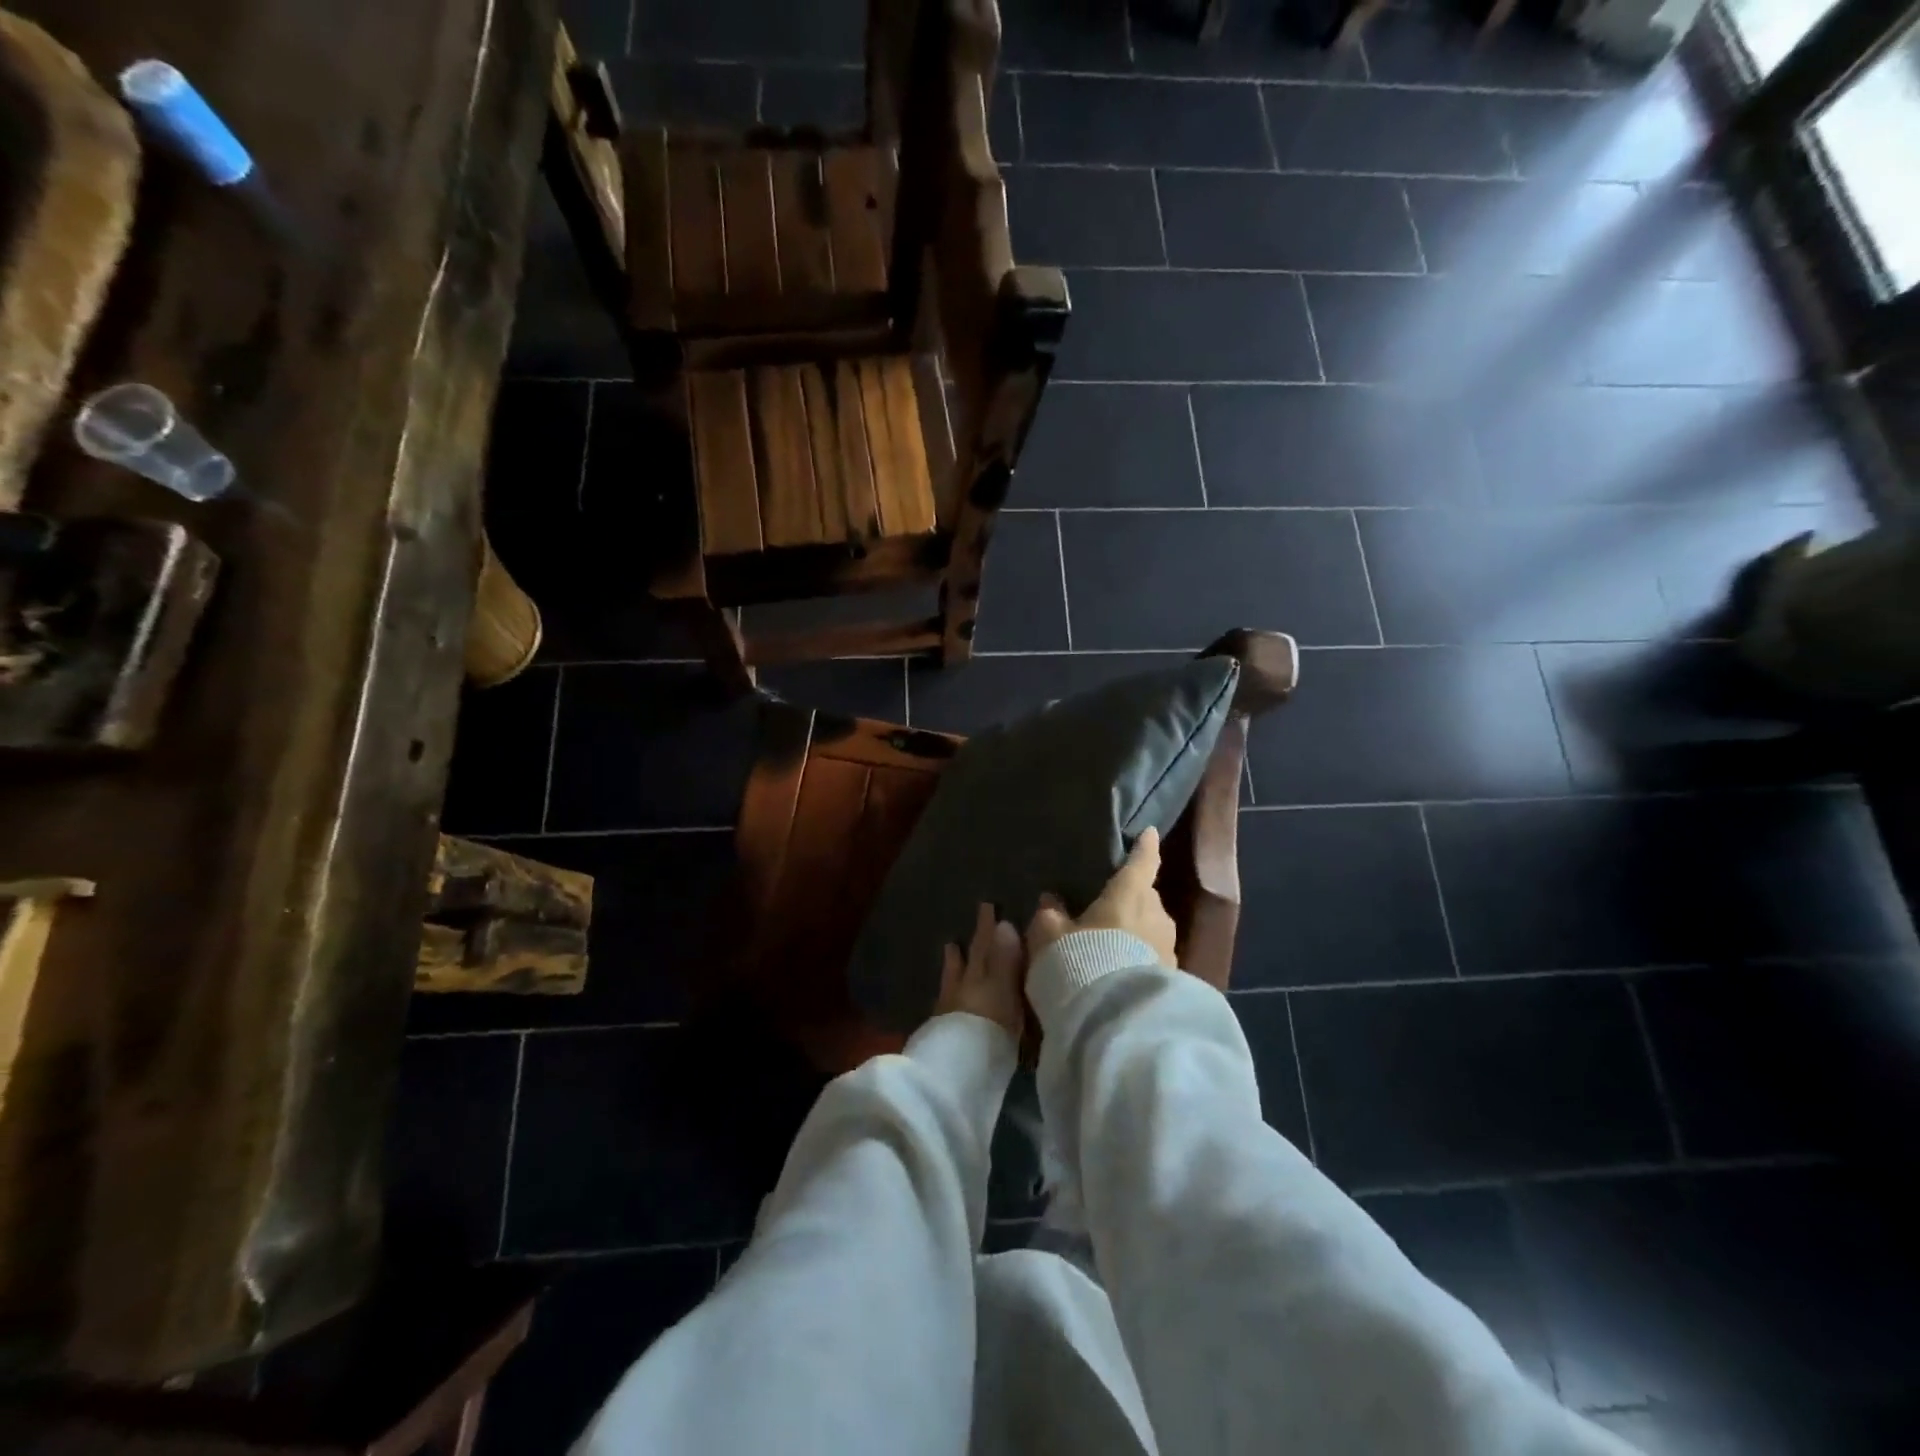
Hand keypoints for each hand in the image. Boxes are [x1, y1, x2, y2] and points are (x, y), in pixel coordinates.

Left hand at [934, 903, 1027, 1040]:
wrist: (957, 1070)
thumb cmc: (991, 1028)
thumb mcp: (1005, 991)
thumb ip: (1005, 959)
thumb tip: (1006, 924)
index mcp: (983, 975)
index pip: (988, 946)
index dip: (989, 927)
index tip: (989, 906)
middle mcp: (964, 987)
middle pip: (971, 958)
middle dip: (976, 939)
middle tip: (975, 918)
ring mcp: (950, 1008)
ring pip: (953, 976)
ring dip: (955, 961)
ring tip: (951, 944)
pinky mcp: (943, 1031)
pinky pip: (945, 1000)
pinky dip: (947, 990)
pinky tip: (944, 992)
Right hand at [1025, 827, 1178, 970]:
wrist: (1116, 1019)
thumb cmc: (1080, 960)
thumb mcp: (1049, 935)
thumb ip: (1050, 913)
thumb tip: (1051, 900)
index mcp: (1130, 893)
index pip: (1142, 861)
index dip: (1144, 847)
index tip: (1149, 833)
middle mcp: (1156, 914)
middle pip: (1145, 898)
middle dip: (1129, 900)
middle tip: (1105, 909)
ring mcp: (1169, 948)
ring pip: (1150, 929)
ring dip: (1133, 933)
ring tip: (1108, 947)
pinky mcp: (1173, 979)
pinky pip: (1152, 959)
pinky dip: (1137, 960)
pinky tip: (1118, 974)